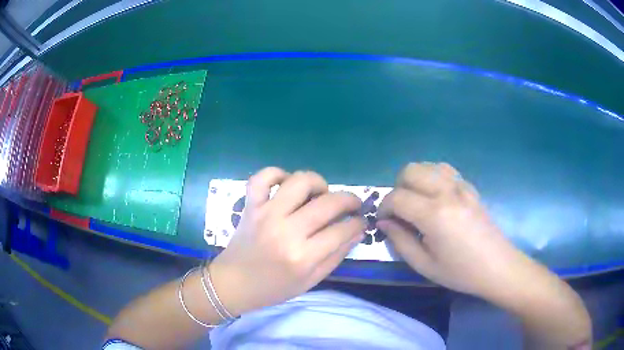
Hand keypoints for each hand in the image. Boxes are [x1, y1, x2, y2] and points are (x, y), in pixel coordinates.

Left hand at [209, 167, 364, 315]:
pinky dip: (277, 174)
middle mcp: (286, 231)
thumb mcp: (311, 281)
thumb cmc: (273, 288)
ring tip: (320, 194)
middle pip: (329, 202)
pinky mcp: (250, 206)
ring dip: (318, 183)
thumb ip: (336, 256)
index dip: (358, 223)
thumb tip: (357, 232)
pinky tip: (286, 185)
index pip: (343, 229)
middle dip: (350, 199)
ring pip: (300, 181)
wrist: (233, 283)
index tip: (361, 221)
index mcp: (303, 256)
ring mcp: (266, 214)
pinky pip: (263, 177)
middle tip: (352, 205)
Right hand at [377, 162, 528, 297]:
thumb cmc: (461, 272)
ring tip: (417, 202)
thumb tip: (384, 222)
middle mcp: (447, 193)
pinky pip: (446, 171)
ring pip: (428, 166)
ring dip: (415, 180)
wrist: (497, 267)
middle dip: (398, 188)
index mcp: (434, 215)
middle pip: (411, 170)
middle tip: (400, 211)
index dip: (384, 208)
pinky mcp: (470, 188)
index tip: (383, 222)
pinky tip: (436, 197)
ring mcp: (461, 187)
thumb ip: (400, 241)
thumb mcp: (425, 265)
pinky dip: (433, 177)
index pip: (397, 197)